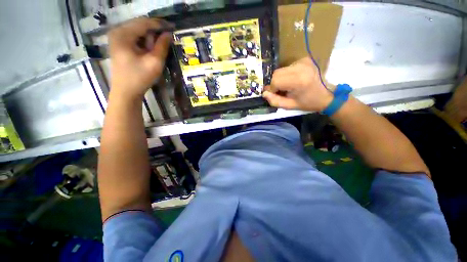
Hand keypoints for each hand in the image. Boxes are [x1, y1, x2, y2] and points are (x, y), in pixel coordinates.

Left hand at [108, 17, 172, 100]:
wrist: (126, 92)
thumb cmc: (140, 78)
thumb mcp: (154, 62)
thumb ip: (162, 46)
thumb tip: (169, 34)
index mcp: (123, 34)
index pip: (144, 23)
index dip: (160, 24)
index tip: (172, 27)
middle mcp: (117, 32)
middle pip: (140, 25)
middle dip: (155, 31)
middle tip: (167, 38)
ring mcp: (117, 38)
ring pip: (138, 31)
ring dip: (150, 38)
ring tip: (159, 47)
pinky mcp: (119, 45)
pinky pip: (135, 38)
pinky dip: (145, 42)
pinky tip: (150, 49)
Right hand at [263, 57, 333, 111]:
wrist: (327, 95)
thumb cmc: (308, 102)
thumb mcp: (290, 106)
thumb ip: (274, 101)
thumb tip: (264, 93)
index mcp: (298, 80)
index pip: (275, 80)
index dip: (273, 89)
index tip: (278, 94)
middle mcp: (300, 67)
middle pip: (276, 73)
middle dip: (275, 83)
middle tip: (282, 90)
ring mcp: (303, 61)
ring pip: (280, 70)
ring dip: (280, 79)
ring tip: (289, 86)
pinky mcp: (304, 59)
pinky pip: (287, 67)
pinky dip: (286, 74)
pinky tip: (293, 80)